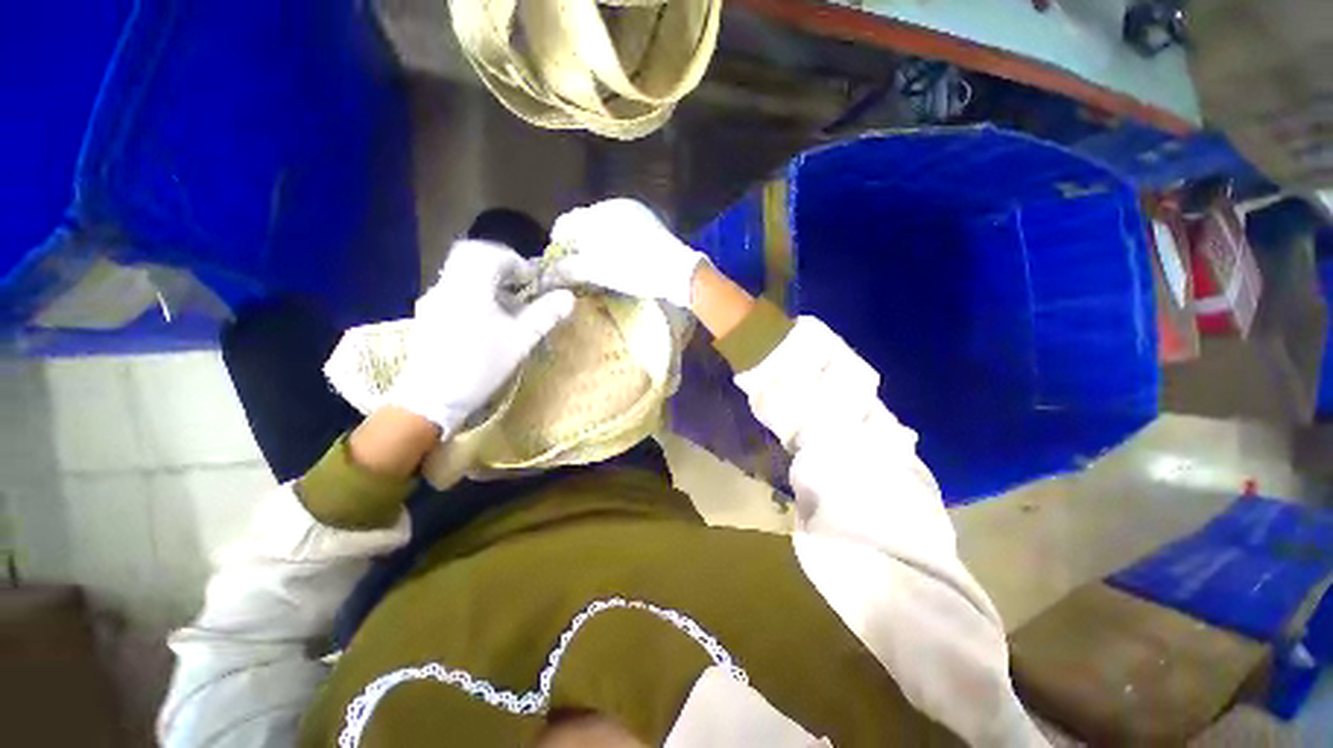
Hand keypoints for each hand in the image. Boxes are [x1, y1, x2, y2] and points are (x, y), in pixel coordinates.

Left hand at [387, 240, 574, 434]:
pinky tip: (486, 320)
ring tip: (507, 306)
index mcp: (469, 285)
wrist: (431, 398)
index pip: (491, 253)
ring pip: (461, 274)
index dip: (515, 261)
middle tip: (519, 284)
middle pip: (471, 255)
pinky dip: (474, 293)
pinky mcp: (428, 316)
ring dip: (486, 279)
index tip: (531, 280)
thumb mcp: (520, 340)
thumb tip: (569, 297)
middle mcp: (447, 285)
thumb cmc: (480, 365)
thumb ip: (545, 314)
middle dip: (499, 265)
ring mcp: (433, 300)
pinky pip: (453, 291)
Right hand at [548, 198, 706, 307]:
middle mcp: (616, 204)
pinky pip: (620, 227)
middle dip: (577, 244)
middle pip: (584, 222)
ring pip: (603, 225)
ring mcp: (635, 211)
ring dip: (595, 243)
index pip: (566, 223)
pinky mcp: (649, 222)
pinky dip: (612, 241)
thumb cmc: (637, 271)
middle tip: (578, 267)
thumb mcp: (599, 271)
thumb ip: (570, 268)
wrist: (680, 273)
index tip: (559, 264)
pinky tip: (617, 258)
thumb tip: (547, 274)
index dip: (558, 244)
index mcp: (601, 212)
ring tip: (598, 265)